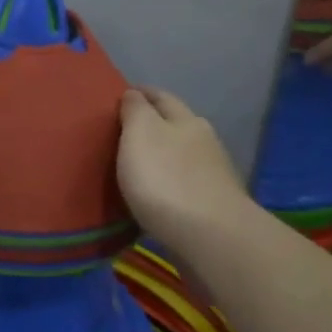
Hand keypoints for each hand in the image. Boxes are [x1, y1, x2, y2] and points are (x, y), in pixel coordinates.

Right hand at [116, 88, 246, 251]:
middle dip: (152, 125)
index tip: (119, 96)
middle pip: (175, 125)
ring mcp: (212, 175)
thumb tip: (134, 94)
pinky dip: (169, 183)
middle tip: (122, 132)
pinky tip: (157, 194)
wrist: (210, 237)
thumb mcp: (140, 134)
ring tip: (136, 165)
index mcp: (186, 120)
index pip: (161, 97)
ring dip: (162, 157)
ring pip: (182, 156)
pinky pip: (184, 186)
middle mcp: (204, 142)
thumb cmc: (166, 179)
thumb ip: (135, 111)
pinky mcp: (212, 206)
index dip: (140, 94)